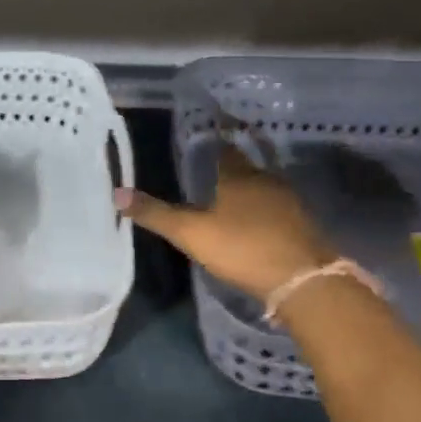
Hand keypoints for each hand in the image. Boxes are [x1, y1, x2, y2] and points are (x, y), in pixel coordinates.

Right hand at [117, 144, 333, 301]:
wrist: (303, 280)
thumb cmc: (242, 248)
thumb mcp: (191, 233)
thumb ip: (155, 214)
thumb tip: (117, 192)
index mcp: (237, 176)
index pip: (224, 149)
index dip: (213, 144)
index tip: (203, 141)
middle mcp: (266, 180)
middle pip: (245, 166)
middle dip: (230, 168)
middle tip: (211, 172)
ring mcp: (289, 202)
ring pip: (264, 186)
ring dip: (249, 189)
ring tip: (230, 198)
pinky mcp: (303, 225)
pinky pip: (278, 207)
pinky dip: (265, 209)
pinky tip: (256, 223)